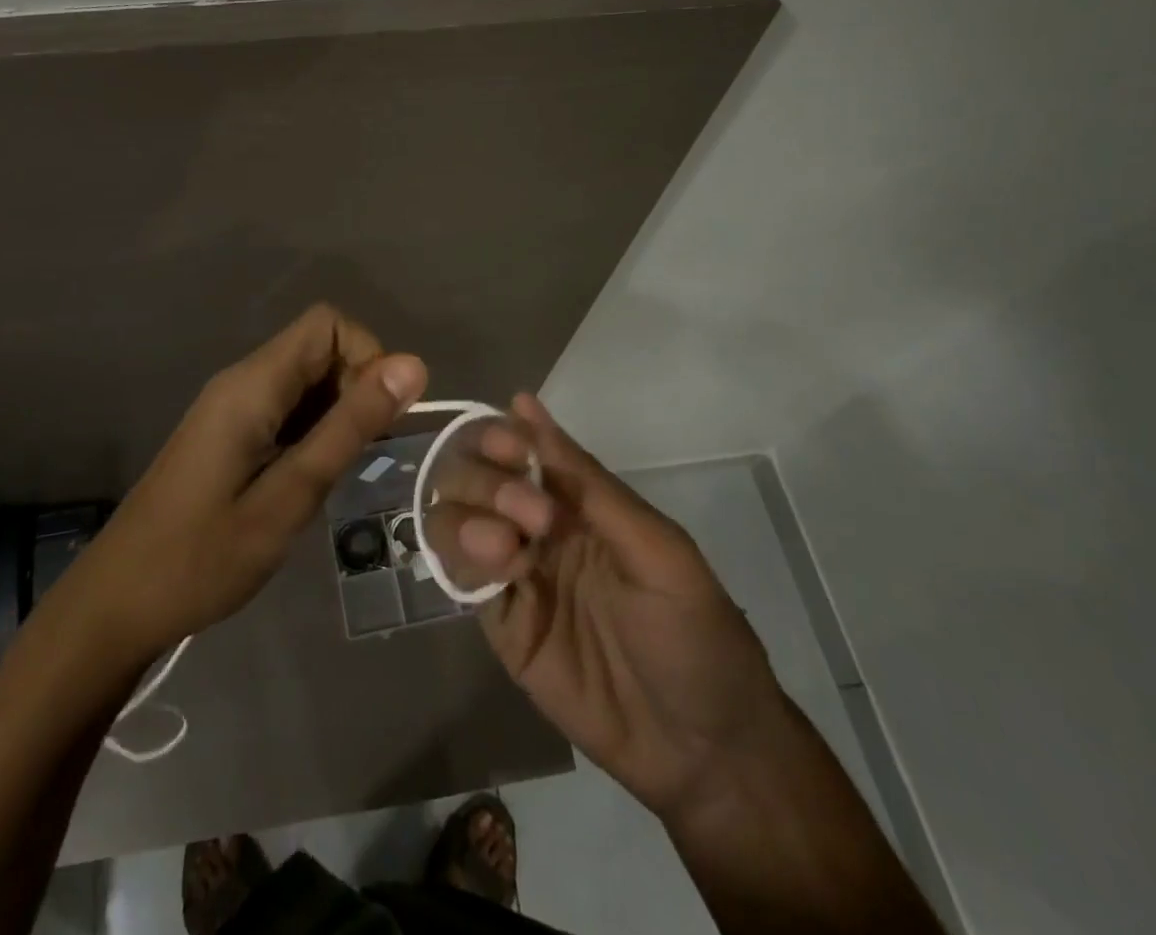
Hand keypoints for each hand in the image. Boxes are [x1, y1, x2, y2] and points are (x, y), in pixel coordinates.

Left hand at [68, 305, 426, 657]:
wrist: (117, 604)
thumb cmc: (202, 558)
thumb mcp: (289, 496)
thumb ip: (349, 428)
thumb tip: (414, 365)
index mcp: (252, 385)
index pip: (327, 324)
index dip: (367, 356)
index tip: (379, 419)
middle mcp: (241, 380)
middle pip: (318, 348)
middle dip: (356, 389)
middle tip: (360, 457)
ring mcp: (231, 406)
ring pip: (305, 379)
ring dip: (337, 413)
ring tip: (335, 475)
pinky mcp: (228, 431)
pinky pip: (286, 407)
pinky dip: (313, 430)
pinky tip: (310, 479)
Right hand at [435, 395, 788, 824]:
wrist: (703, 754)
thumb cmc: (694, 635)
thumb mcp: (655, 549)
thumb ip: (586, 482)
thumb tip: (523, 402)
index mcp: (576, 499)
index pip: (516, 443)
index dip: (500, 436)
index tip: (512, 451)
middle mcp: (535, 524)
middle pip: (473, 474)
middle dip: (488, 481)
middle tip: (530, 518)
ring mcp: (513, 572)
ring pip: (452, 516)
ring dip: (467, 517)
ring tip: (507, 551)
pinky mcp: (499, 621)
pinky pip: (456, 574)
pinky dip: (462, 560)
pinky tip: (499, 575)